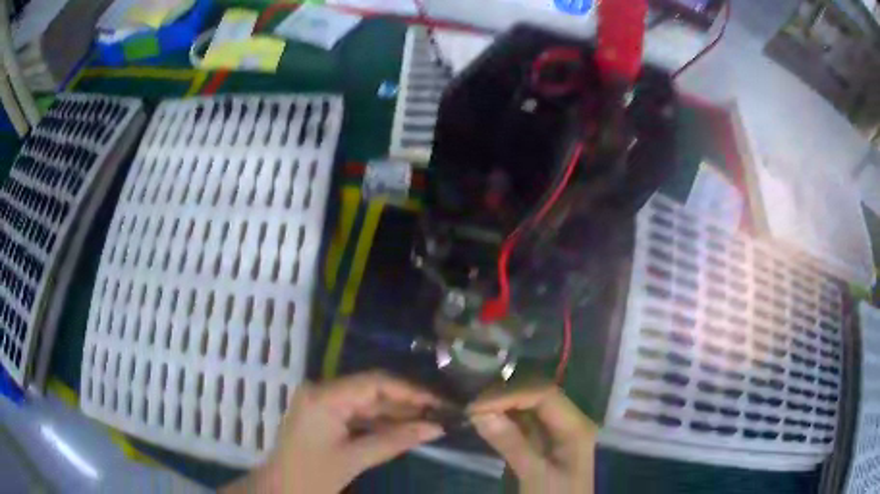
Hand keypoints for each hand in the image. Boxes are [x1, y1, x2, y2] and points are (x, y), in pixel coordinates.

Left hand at [226, 371, 444, 493]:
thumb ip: (396, 440)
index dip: (410, 391)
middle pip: (371, 390)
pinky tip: (404, 429)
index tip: (439, 402)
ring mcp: (322, 402)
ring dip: (396, 413)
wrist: (279, 491)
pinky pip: (358, 413)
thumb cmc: (312, 477)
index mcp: (324, 397)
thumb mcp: (355, 459)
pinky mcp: (324, 415)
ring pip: (367, 402)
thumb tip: (436, 428)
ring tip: (429, 421)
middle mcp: (322, 391)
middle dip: (406, 402)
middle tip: (440, 413)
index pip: (374, 382)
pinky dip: (380, 422)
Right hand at [470, 385, 596, 493]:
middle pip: (539, 395)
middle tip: (471, 404)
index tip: (476, 406)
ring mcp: (558, 431)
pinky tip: (486, 420)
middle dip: (505, 396)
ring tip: (474, 409)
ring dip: (503, 405)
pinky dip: (505, 418)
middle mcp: (570, 420)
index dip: (510, 395)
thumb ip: (511, 444)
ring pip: (530, 406)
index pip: (544, 394)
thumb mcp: (535, 476)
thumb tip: (479, 413)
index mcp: (576, 426)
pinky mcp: (546, 442)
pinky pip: (525, 421)